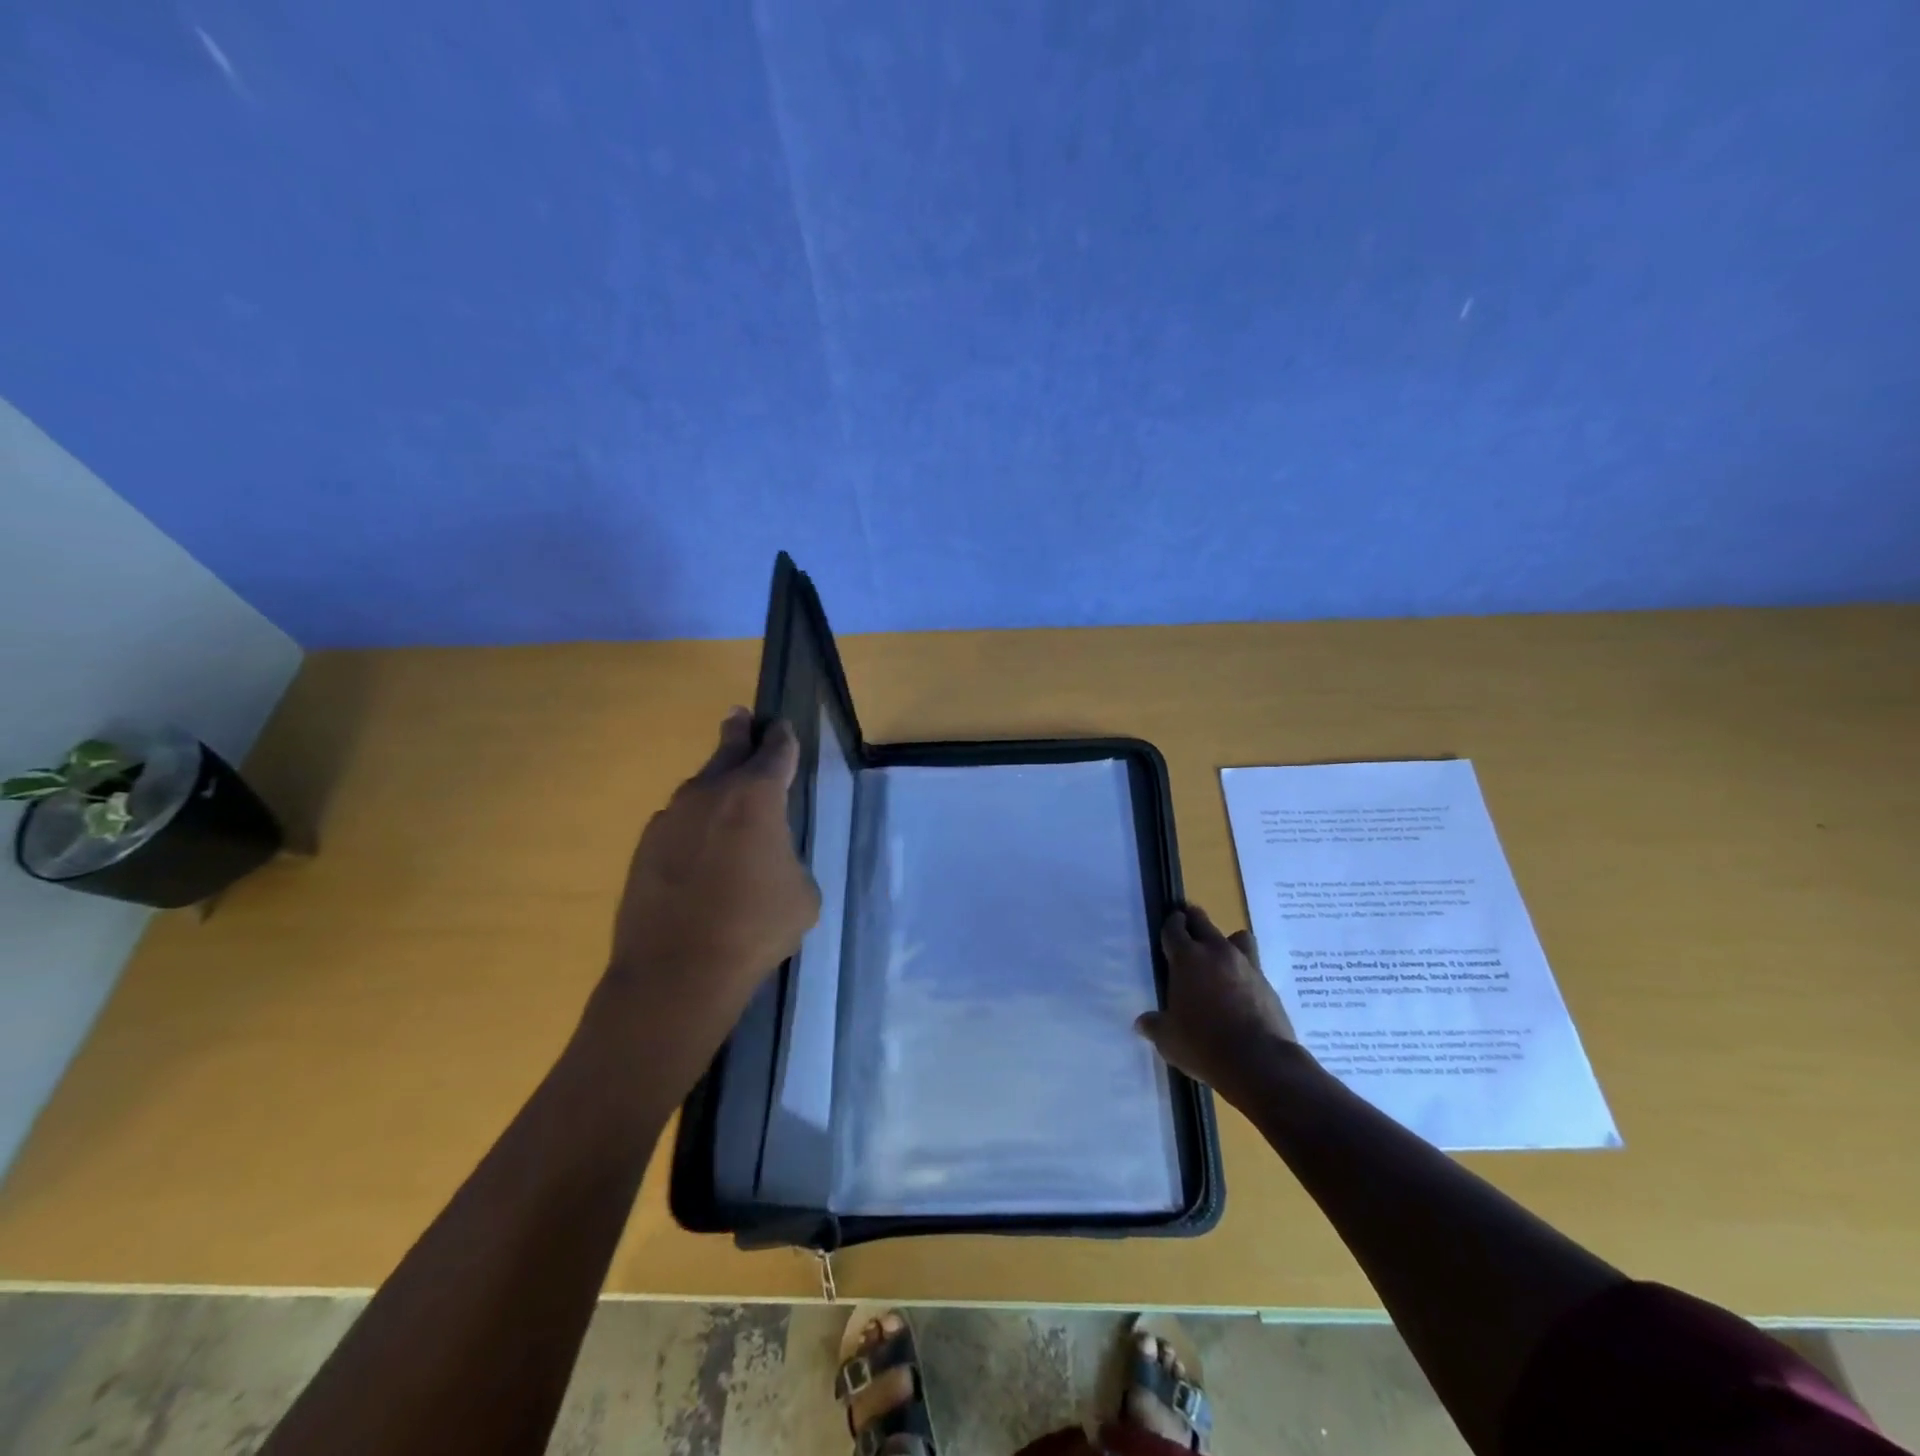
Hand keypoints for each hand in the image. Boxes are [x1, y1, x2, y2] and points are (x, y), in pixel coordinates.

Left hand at [598, 709, 820, 1059]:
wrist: (676, 972)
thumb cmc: (754, 928)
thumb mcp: (802, 893)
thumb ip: (788, 859)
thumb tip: (768, 859)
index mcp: (757, 796)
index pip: (776, 751)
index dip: (782, 737)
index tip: (781, 726)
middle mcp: (711, 793)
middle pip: (728, 749)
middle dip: (738, 732)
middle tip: (740, 716)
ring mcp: (671, 817)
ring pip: (699, 787)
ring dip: (715, 784)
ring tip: (726, 794)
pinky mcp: (645, 846)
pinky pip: (677, 822)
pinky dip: (693, 825)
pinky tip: (699, 850)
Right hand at [1136, 904, 1304, 1107]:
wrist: (1260, 1061)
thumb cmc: (1203, 1045)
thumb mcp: (1168, 1040)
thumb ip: (1155, 1025)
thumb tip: (1142, 1023)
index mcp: (1187, 958)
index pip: (1174, 928)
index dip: (1170, 924)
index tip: (1169, 923)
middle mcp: (1216, 952)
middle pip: (1202, 922)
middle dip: (1193, 920)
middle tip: (1187, 925)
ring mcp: (1245, 965)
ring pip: (1236, 937)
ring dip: (1225, 941)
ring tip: (1220, 958)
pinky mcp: (1267, 983)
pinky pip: (1252, 964)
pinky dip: (1244, 970)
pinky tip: (1239, 989)